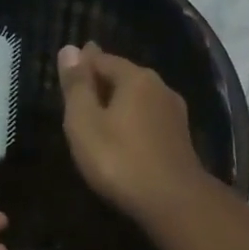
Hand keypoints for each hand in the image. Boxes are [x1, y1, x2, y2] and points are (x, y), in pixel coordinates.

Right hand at [57, 42, 208, 223]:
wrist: (173, 201)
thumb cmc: (119, 160)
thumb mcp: (85, 122)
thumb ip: (77, 86)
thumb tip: (70, 48)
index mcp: (136, 78)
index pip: (102, 59)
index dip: (82, 64)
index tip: (67, 71)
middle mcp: (160, 87)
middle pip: (124, 77)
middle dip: (102, 82)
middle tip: (79, 94)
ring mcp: (175, 114)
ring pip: (139, 99)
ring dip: (119, 104)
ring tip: (99, 116)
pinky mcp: (180, 139)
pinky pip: (149, 120)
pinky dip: (133, 122)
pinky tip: (124, 136)